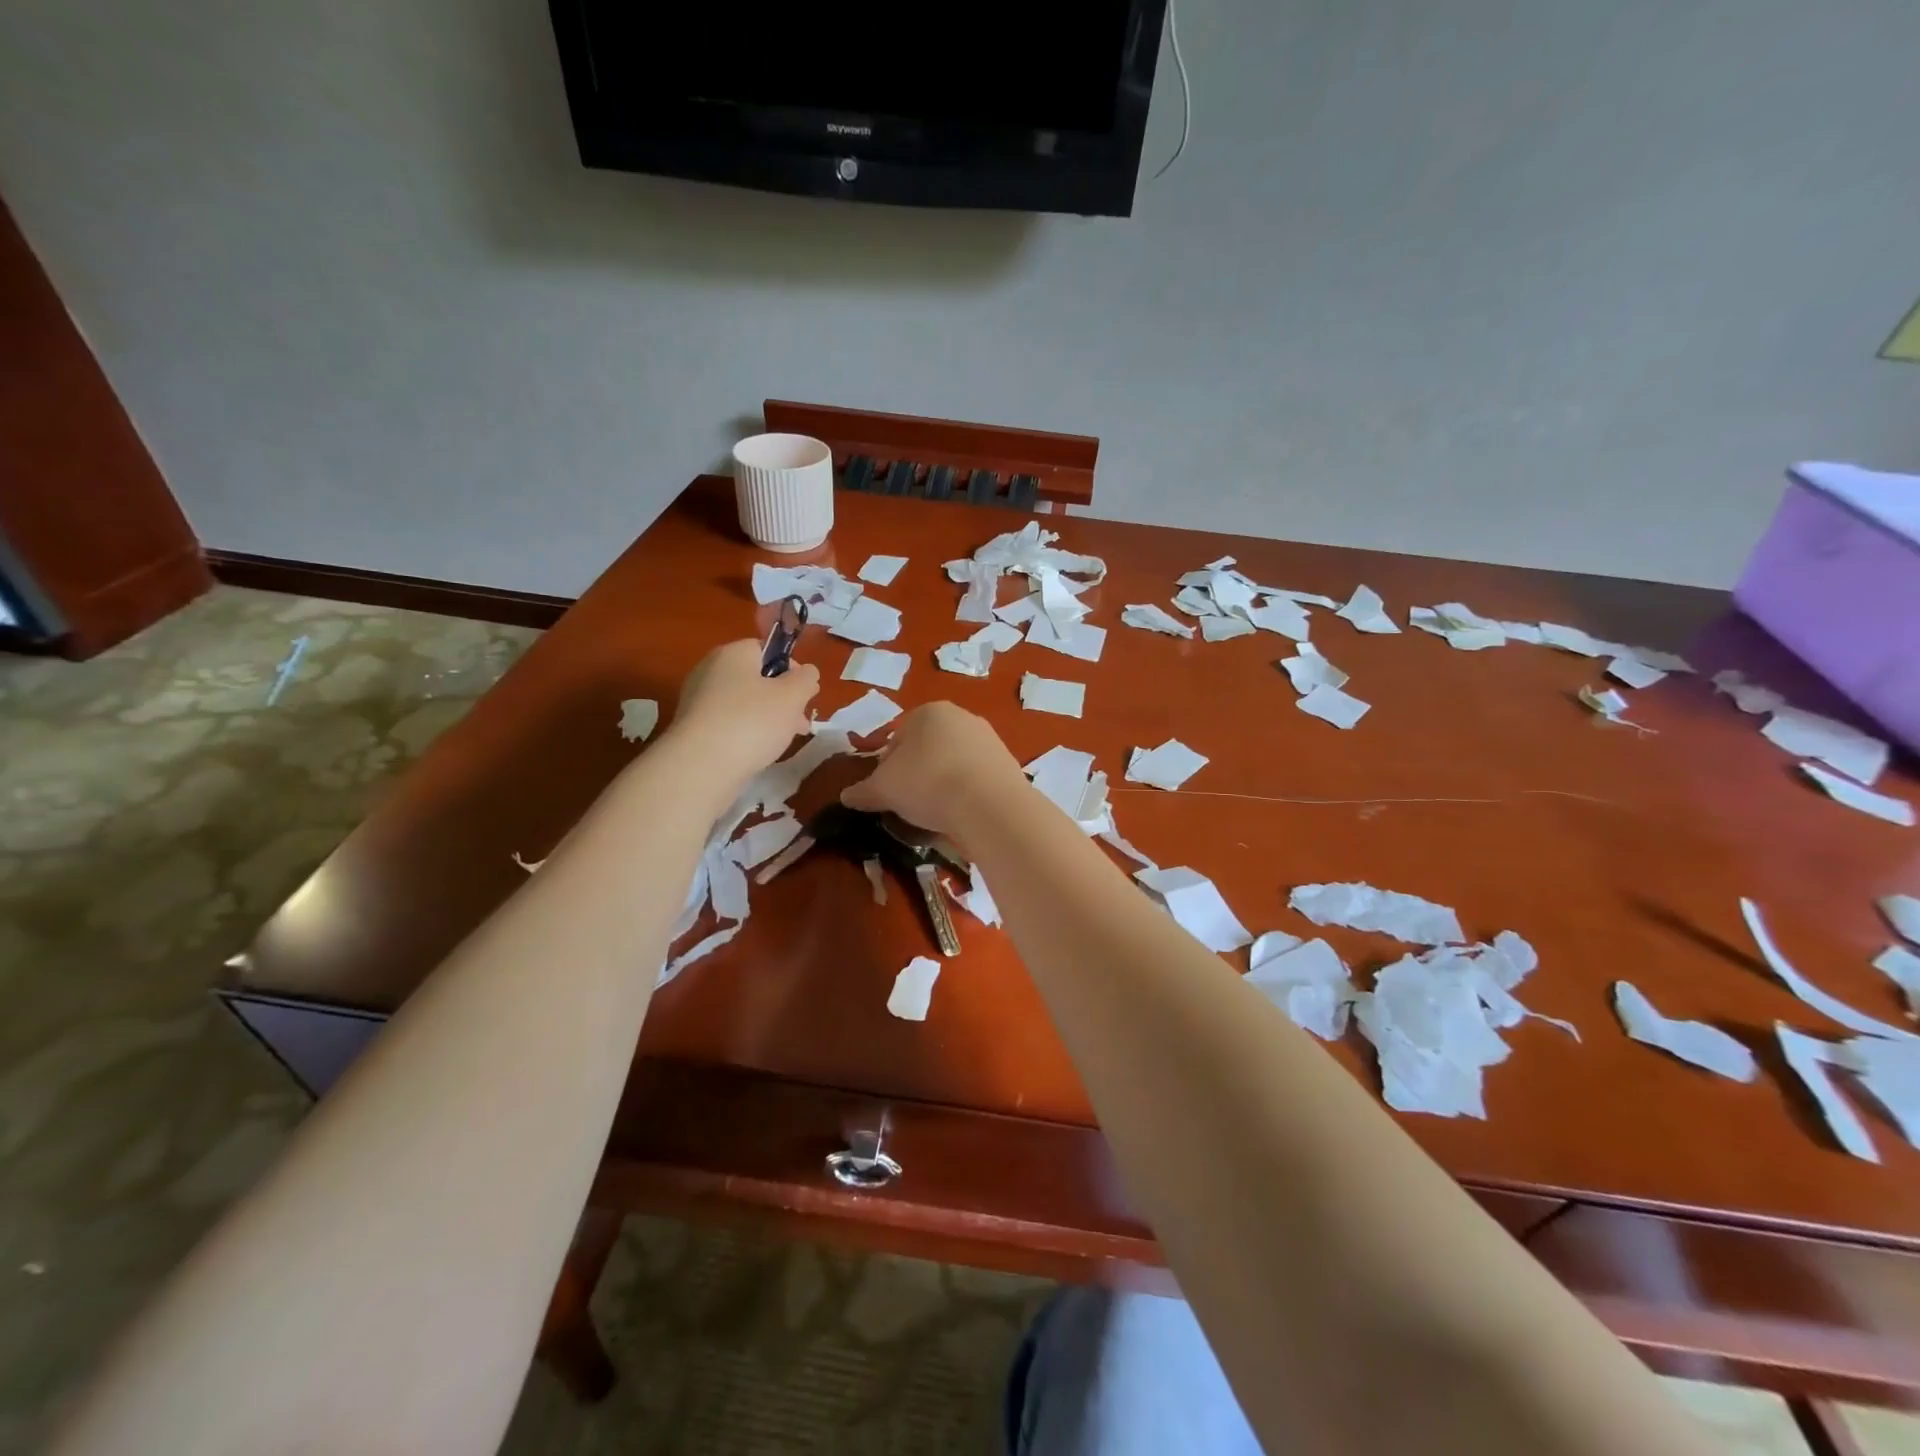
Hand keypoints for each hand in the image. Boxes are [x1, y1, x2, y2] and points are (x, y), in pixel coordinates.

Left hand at [666, 640, 819, 786]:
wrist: (701, 766)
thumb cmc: (752, 721)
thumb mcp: (792, 696)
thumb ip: (805, 679)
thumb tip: (806, 673)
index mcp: (733, 653)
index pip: (767, 650)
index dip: (791, 669)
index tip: (805, 694)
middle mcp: (710, 670)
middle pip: (756, 678)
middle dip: (783, 700)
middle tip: (800, 724)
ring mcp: (698, 700)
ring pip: (744, 703)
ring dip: (768, 718)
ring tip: (783, 742)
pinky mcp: (693, 728)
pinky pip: (728, 723)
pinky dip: (746, 733)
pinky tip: (757, 752)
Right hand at [840, 703, 1025, 840]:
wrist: (989, 805)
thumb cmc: (927, 784)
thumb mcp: (884, 789)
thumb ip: (863, 791)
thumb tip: (846, 796)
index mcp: (928, 712)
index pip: (896, 737)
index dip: (885, 766)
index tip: (886, 791)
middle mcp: (961, 717)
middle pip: (927, 748)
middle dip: (916, 773)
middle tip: (909, 802)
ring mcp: (989, 739)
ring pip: (953, 763)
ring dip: (942, 783)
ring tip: (935, 813)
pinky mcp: (1008, 764)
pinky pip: (976, 778)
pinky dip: (966, 793)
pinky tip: (961, 814)